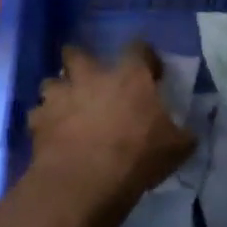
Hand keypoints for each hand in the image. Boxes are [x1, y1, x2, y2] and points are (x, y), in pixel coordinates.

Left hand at [28, 44, 195, 216]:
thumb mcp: (176, 148)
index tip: (150, 71)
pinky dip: (43, 123)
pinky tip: (50, 136)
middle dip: (79, 61)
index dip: (145, 57)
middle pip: (76, 52)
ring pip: (50, 82)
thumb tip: (188, 134)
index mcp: (129, 76)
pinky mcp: (38, 120)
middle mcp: (90, 76)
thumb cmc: (137, 156)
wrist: (87, 178)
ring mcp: (59, 96)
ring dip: (58, 93)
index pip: (138, 48)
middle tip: (88, 78)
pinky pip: (38, 115)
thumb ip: (182, 135)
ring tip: (65, 109)